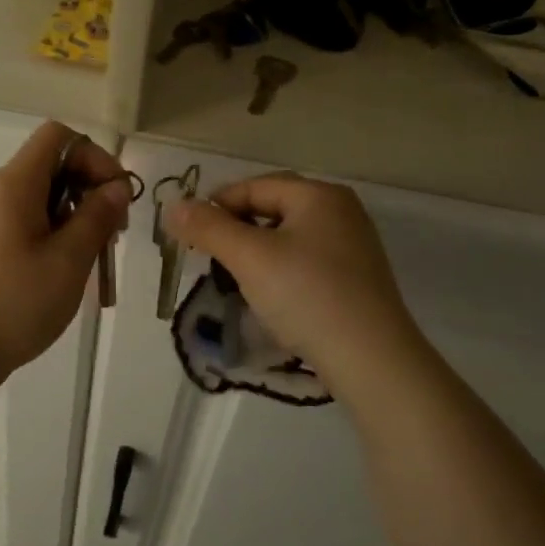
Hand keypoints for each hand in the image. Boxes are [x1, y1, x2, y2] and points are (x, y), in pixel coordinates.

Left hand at [0, 122, 129, 379]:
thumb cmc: (14, 305)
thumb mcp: (68, 261)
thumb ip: (97, 216)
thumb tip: (116, 186)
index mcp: (11, 184)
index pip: (57, 136)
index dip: (95, 157)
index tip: (116, 198)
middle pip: (46, 166)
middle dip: (86, 190)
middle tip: (109, 236)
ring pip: (33, 196)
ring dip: (68, 215)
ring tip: (85, 260)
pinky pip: (14, 219)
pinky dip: (43, 231)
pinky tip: (53, 271)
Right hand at [161, 172, 414, 374]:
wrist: (371, 359)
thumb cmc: (307, 296)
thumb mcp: (249, 258)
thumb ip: (208, 228)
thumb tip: (173, 206)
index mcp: (319, 195)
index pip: (254, 186)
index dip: (216, 206)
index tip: (189, 236)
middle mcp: (340, 212)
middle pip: (272, 209)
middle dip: (235, 230)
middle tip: (209, 258)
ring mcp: (353, 246)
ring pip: (288, 237)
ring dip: (255, 252)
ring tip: (234, 279)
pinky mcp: (356, 279)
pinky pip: (305, 261)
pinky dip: (280, 271)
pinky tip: (270, 296)